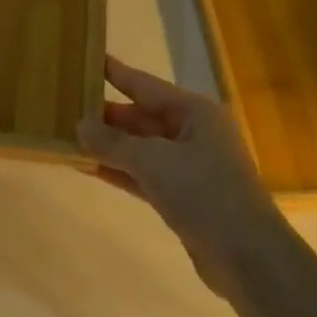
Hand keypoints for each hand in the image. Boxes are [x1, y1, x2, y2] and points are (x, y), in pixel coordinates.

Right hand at [79, 56, 284, 292]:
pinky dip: (120, 170)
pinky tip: (88, 167)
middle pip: (142, 117)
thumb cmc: (205, 193)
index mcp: (195, 111)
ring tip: (70, 136)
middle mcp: (193, 132)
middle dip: (107, 116)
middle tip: (67, 107)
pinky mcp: (183, 196)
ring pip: (141, 148)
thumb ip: (114, 143)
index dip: (117, 73)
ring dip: (109, 145)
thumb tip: (80, 125)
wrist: (249, 257)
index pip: (146, 85)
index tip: (90, 59)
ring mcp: (189, 166)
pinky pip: (144, 174)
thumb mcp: (154, 161)